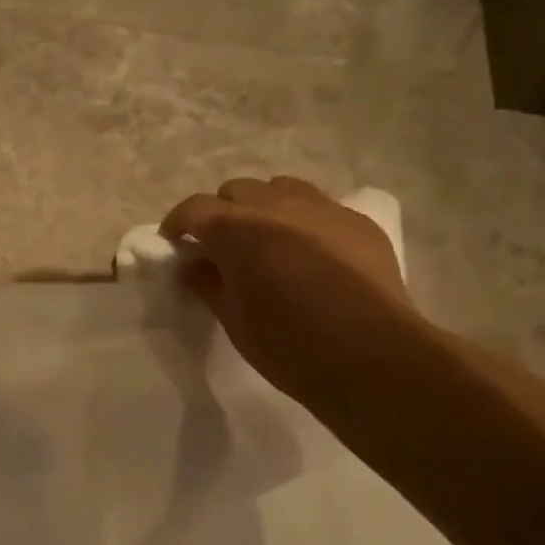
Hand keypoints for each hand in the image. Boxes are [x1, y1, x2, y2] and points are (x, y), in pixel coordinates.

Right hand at [161, 177, 415, 401]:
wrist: (370, 356)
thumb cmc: (287, 344)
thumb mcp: (233, 320)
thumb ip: (208, 284)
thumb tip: (195, 264)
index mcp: (236, 229)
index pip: (193, 209)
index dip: (177, 224)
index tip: (174, 244)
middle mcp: (277, 205)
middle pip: (236, 191)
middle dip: (220, 214)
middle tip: (220, 249)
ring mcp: (322, 208)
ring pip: (279, 188)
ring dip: (262, 208)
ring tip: (265, 242)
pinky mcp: (357, 221)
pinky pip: (318, 206)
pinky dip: (300, 220)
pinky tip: (307, 253)